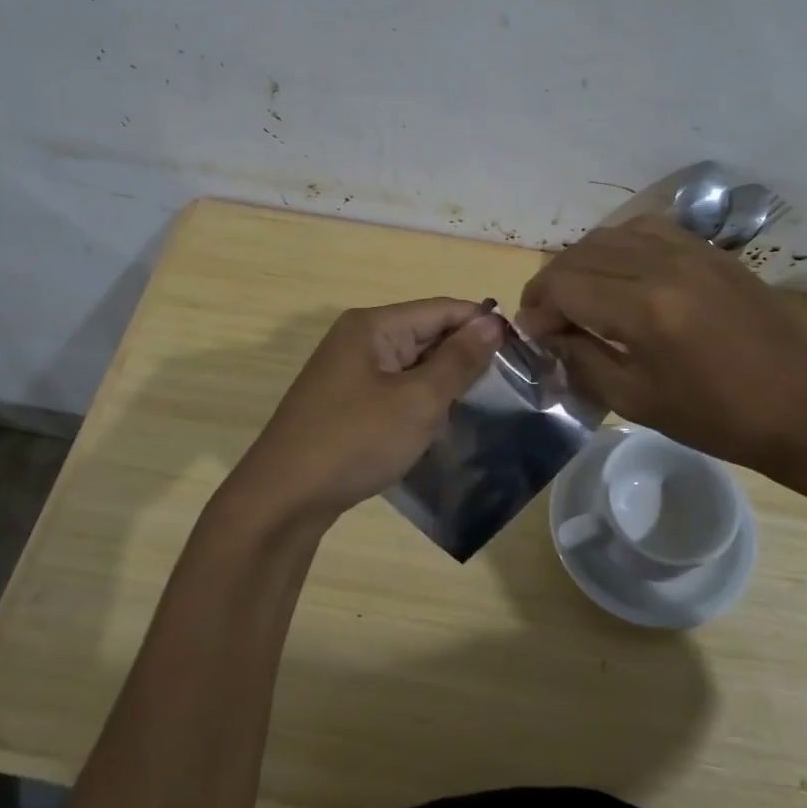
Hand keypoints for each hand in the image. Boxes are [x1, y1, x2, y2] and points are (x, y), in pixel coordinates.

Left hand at [223, 299, 502, 524]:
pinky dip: (419, 400)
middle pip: (425, 333)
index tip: (522, 350)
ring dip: (443, 381)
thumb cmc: (355, 441)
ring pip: (411, 364)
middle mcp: (358, 338)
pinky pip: (394, 387)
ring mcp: (348, 371)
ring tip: (481, 404)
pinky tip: (439, 423)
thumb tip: (493, 323)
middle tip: (508, 384)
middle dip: (464, 355)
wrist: (284, 498)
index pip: (441, 309)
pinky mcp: (344, 401)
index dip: (482, 324)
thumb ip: (458, 360)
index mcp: (373, 325)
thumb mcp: (418, 401)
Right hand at [517, 216, 806, 469]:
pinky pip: (647, 230)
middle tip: (548, 319)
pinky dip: (618, 247)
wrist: (804, 405)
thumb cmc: (717, 417)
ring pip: (610, 234)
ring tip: (579, 296)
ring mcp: (690, 250)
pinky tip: (620, 276)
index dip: (536, 309)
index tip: (533, 335)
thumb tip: (547, 334)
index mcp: (644, 309)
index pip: (563, 286)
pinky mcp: (710, 250)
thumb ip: (582, 359)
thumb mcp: (636, 400)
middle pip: (580, 254)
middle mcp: (662, 265)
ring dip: (582, 262)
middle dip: (551, 284)